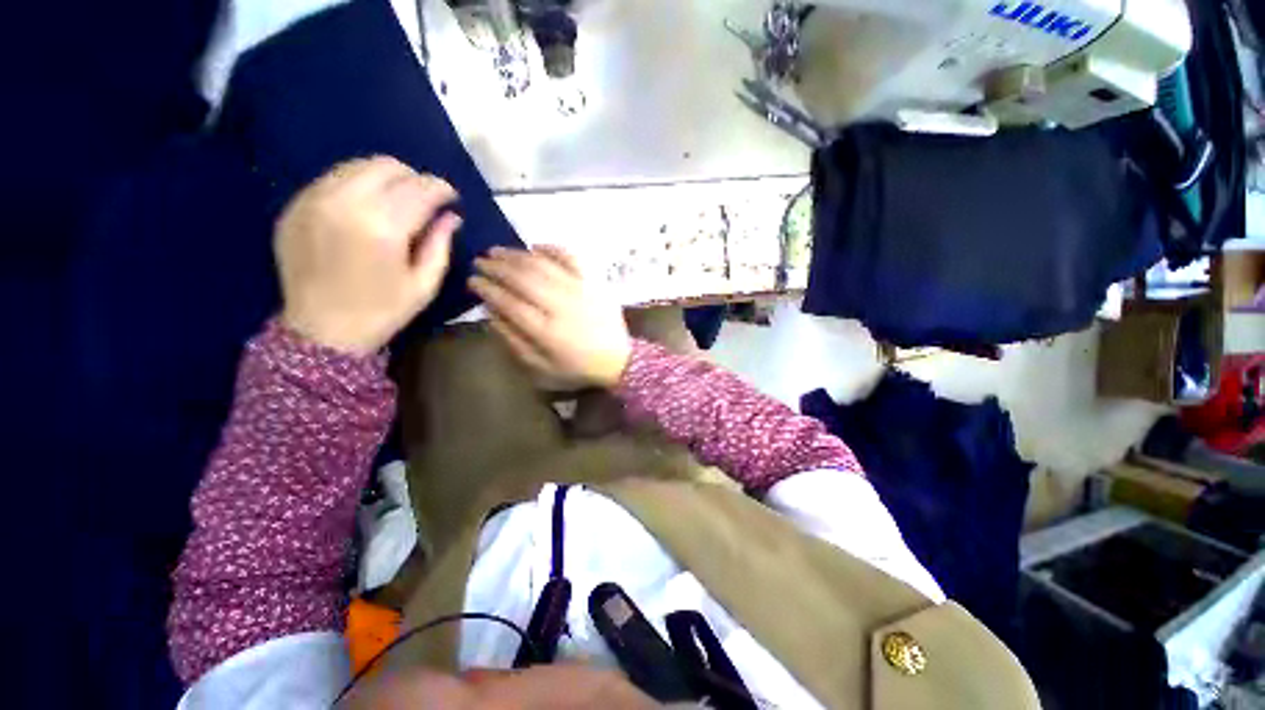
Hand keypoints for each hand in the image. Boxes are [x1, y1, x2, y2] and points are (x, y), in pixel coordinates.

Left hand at [275, 156, 460, 354]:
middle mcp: (346, 203)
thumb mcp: (424, 284)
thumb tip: (451, 216)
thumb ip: (440, 244)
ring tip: (397, 199)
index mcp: (383, 228)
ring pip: (358, 165)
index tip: (451, 197)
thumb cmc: (383, 311)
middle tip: (425, 198)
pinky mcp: (295, 205)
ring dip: (385, 177)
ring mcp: (314, 201)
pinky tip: (366, 207)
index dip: (441, 189)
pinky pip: (332, 178)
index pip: (420, 189)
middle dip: (414, 177)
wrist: (321, 330)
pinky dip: (357, 184)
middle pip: (387, 166)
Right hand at [469, 245, 631, 388]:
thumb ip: (514, 342)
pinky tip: (535, 247)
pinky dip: (551, 249)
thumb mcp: (541, 368)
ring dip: (516, 255)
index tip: (473, 281)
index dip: (487, 289)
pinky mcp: (594, 281)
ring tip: (498, 251)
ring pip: (542, 264)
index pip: (508, 301)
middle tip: (480, 261)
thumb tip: (491, 313)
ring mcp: (579, 289)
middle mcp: (560, 304)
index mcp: (546, 330)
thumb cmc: (577, 367)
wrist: (618, 360)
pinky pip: (571, 257)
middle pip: (522, 277)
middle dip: (496, 267)